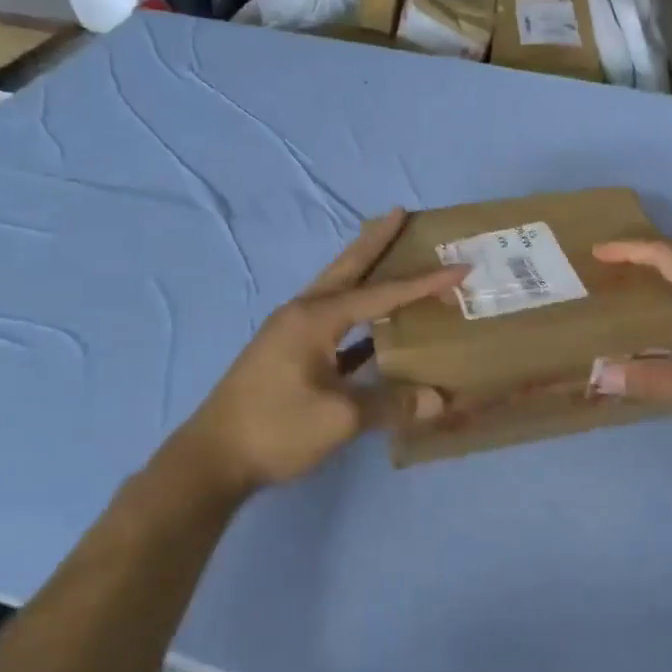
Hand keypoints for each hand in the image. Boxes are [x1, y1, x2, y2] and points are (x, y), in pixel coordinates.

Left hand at [151, 210, 465, 500]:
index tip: (460, 268)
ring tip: (390, 253)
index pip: (381, 294)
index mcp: (315, 319)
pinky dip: (357, 312)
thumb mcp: (340, 418)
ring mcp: (291, 332)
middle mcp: (302, 314)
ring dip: (363, 270)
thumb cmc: (276, 429)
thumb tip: (438, 400)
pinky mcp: (288, 353)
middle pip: (347, 268)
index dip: (423, 283)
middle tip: (399, 213)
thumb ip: (391, 403)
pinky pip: (333, 320)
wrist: (212, 459)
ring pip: (337, 290)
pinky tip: (375, 323)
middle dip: (374, 241)